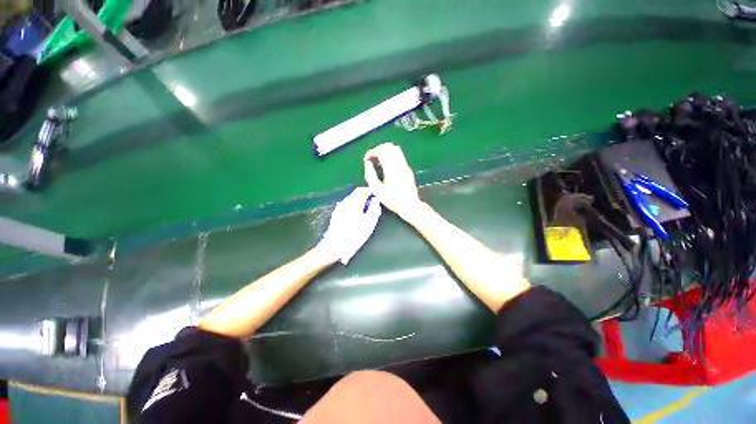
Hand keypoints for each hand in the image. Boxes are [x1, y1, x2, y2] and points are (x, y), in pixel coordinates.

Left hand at [317, 187, 381, 264]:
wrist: (334, 246)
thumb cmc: (354, 236)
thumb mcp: (369, 224)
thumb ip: (374, 209)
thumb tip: (376, 199)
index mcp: (354, 203)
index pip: (362, 190)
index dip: (370, 190)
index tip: (377, 193)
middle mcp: (345, 202)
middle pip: (355, 192)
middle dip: (364, 193)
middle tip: (372, 199)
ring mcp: (339, 207)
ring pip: (350, 197)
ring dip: (358, 198)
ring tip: (366, 205)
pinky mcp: (336, 213)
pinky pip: (346, 203)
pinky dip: (353, 203)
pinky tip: (356, 211)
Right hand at [363, 143, 423, 219]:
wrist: (410, 205)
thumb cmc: (392, 200)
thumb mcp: (377, 190)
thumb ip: (370, 176)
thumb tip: (367, 164)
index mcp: (391, 169)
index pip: (381, 151)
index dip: (371, 153)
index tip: (366, 160)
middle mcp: (399, 164)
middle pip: (388, 147)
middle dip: (377, 149)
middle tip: (371, 159)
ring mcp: (405, 165)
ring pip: (395, 149)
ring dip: (385, 151)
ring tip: (378, 160)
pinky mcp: (408, 168)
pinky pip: (399, 155)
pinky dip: (391, 155)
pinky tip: (386, 165)